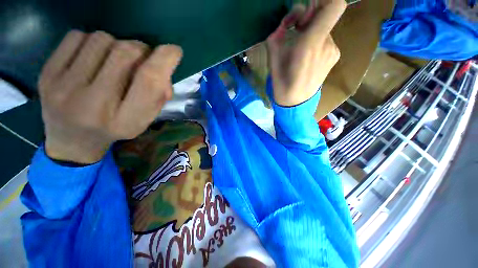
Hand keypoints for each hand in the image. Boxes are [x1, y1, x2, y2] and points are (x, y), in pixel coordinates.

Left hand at [39, 30, 182, 163]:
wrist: (71, 140)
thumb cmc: (115, 128)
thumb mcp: (144, 120)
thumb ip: (158, 97)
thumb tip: (164, 69)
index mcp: (125, 120)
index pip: (148, 81)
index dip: (164, 60)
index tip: (174, 50)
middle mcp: (93, 104)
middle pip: (125, 53)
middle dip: (141, 49)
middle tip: (141, 58)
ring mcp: (63, 88)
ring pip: (102, 39)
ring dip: (116, 44)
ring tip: (113, 60)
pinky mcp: (46, 74)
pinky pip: (76, 36)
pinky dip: (91, 41)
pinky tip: (91, 57)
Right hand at [267, 0, 345, 106]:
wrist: (295, 104)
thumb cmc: (281, 83)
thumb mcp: (272, 58)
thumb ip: (278, 33)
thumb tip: (288, 20)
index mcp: (310, 43)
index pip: (334, 6)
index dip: (323, 1)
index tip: (308, 8)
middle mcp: (327, 44)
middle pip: (326, 16)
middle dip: (310, 17)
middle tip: (296, 30)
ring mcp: (333, 51)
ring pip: (325, 29)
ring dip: (312, 32)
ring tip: (299, 50)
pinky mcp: (335, 57)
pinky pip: (326, 40)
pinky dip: (316, 42)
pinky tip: (307, 57)